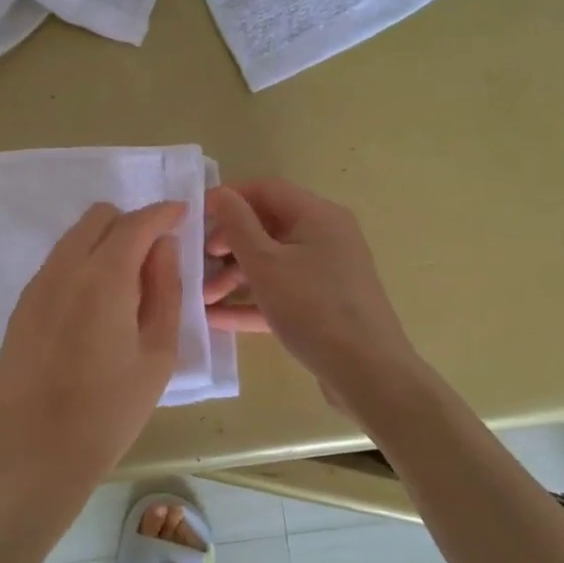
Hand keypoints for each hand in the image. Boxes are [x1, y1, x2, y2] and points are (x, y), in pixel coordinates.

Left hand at [0, 201, 183, 494]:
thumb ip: (165, 291)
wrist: (35, 455)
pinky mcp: (21, 306)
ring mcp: (36, 286)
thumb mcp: (156, 355)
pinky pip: (57, 264)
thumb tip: (164, 248)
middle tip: (155, 257)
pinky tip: (95, 306)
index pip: (136, 223)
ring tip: (127, 286)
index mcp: (103, 279)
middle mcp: (64, 270)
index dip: (163, 213)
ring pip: (74, 238)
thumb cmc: (109, 412)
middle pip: (99, 218)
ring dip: (104, 243)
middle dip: (131, 223)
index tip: (182, 215)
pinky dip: (82, 264)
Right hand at [205, 178, 419, 414]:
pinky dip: (254, 301)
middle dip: (229, 243)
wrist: (368, 372)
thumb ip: (237, 225)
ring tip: (203, 298)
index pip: (266, 190)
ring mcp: (327, 273)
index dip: (229, 198)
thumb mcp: (266, 264)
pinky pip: (284, 292)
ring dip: (236, 276)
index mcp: (318, 216)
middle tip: (199, 262)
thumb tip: (220, 192)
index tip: (196, 217)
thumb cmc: (313, 308)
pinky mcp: (325, 305)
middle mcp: (326, 237)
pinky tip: (218, 319)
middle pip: (268, 227)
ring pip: (274, 263)